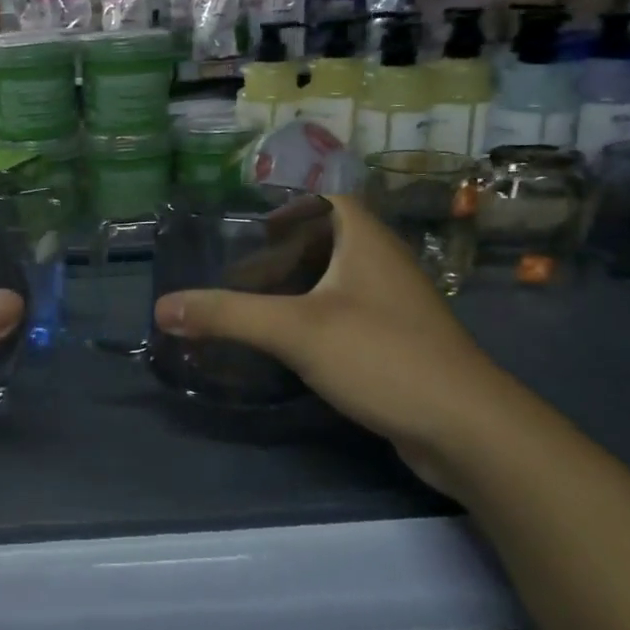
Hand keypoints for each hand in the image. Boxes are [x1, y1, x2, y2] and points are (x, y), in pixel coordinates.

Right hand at [152, 195, 537, 489]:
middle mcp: (382, 262)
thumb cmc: (381, 356)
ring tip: (253, 305)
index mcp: (364, 238)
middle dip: (281, 253)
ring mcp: (395, 304)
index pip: (324, 200)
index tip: (245, 227)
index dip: (286, 207)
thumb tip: (162, 307)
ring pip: (337, 282)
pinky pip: (348, 315)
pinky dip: (316, 319)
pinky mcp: (399, 342)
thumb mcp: (296, 330)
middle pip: (326, 241)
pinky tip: (291, 344)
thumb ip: (228, 315)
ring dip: (298, 289)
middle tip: (237, 273)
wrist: (466, 429)